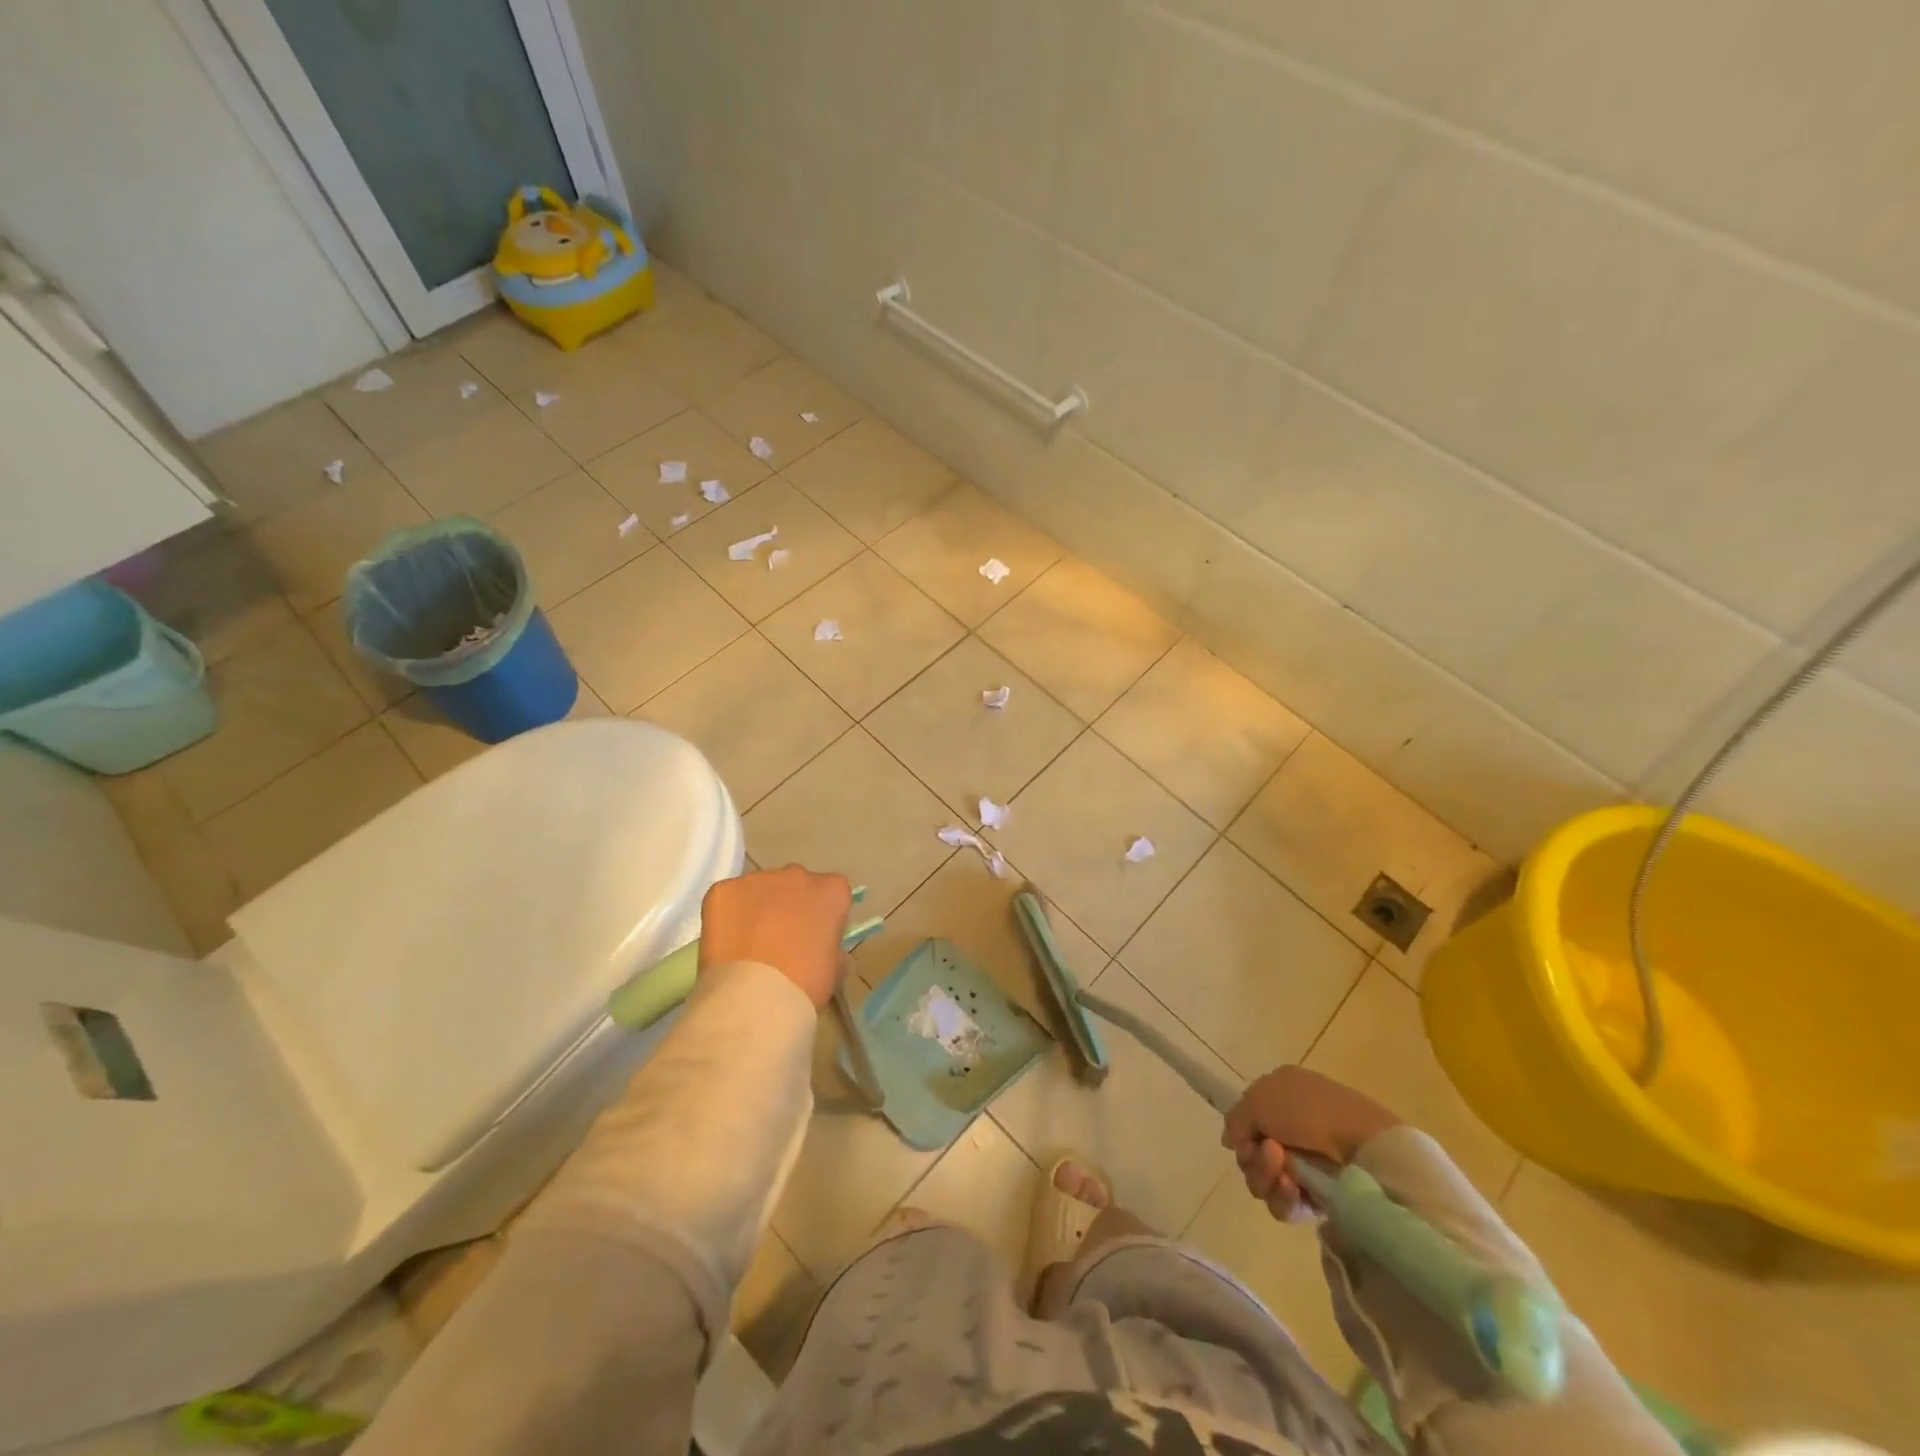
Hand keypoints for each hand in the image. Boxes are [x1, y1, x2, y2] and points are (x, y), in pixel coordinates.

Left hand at [699, 865, 852, 1008]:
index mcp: (831, 891)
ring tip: (748, 945)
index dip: (821, 915)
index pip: (831, 893)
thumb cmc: (804, 985)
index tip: (814, 938)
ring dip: (757, 908)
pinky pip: (727, 897)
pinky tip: (726, 943)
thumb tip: (823, 951)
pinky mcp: (723, 890)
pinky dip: (726, 915)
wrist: (754, 997)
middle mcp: (797, 875)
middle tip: (780, 941)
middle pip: (795, 884)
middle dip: (789, 905)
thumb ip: (832, 949)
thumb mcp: (833, 970)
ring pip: (759, 889)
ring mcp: (757, 879)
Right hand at [1221, 1066, 1400, 1221]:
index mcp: (1281, 1098)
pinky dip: (1282, 1197)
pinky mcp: (1317, 1199)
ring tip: (1284, 1172)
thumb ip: (1236, 1118)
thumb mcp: (1260, 1098)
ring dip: (1265, 1175)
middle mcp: (1290, 1130)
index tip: (1244, 1136)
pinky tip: (1293, 1188)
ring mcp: (1305, 1166)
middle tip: (1269, 1152)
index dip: (1241, 1131)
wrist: (1363, 1148)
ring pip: (1263, 1180)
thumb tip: (1230, 1141)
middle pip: (1251, 1154)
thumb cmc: (1309, 1111)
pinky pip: (1284, 1204)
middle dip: (1253, 1157)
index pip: (1247, 1120)